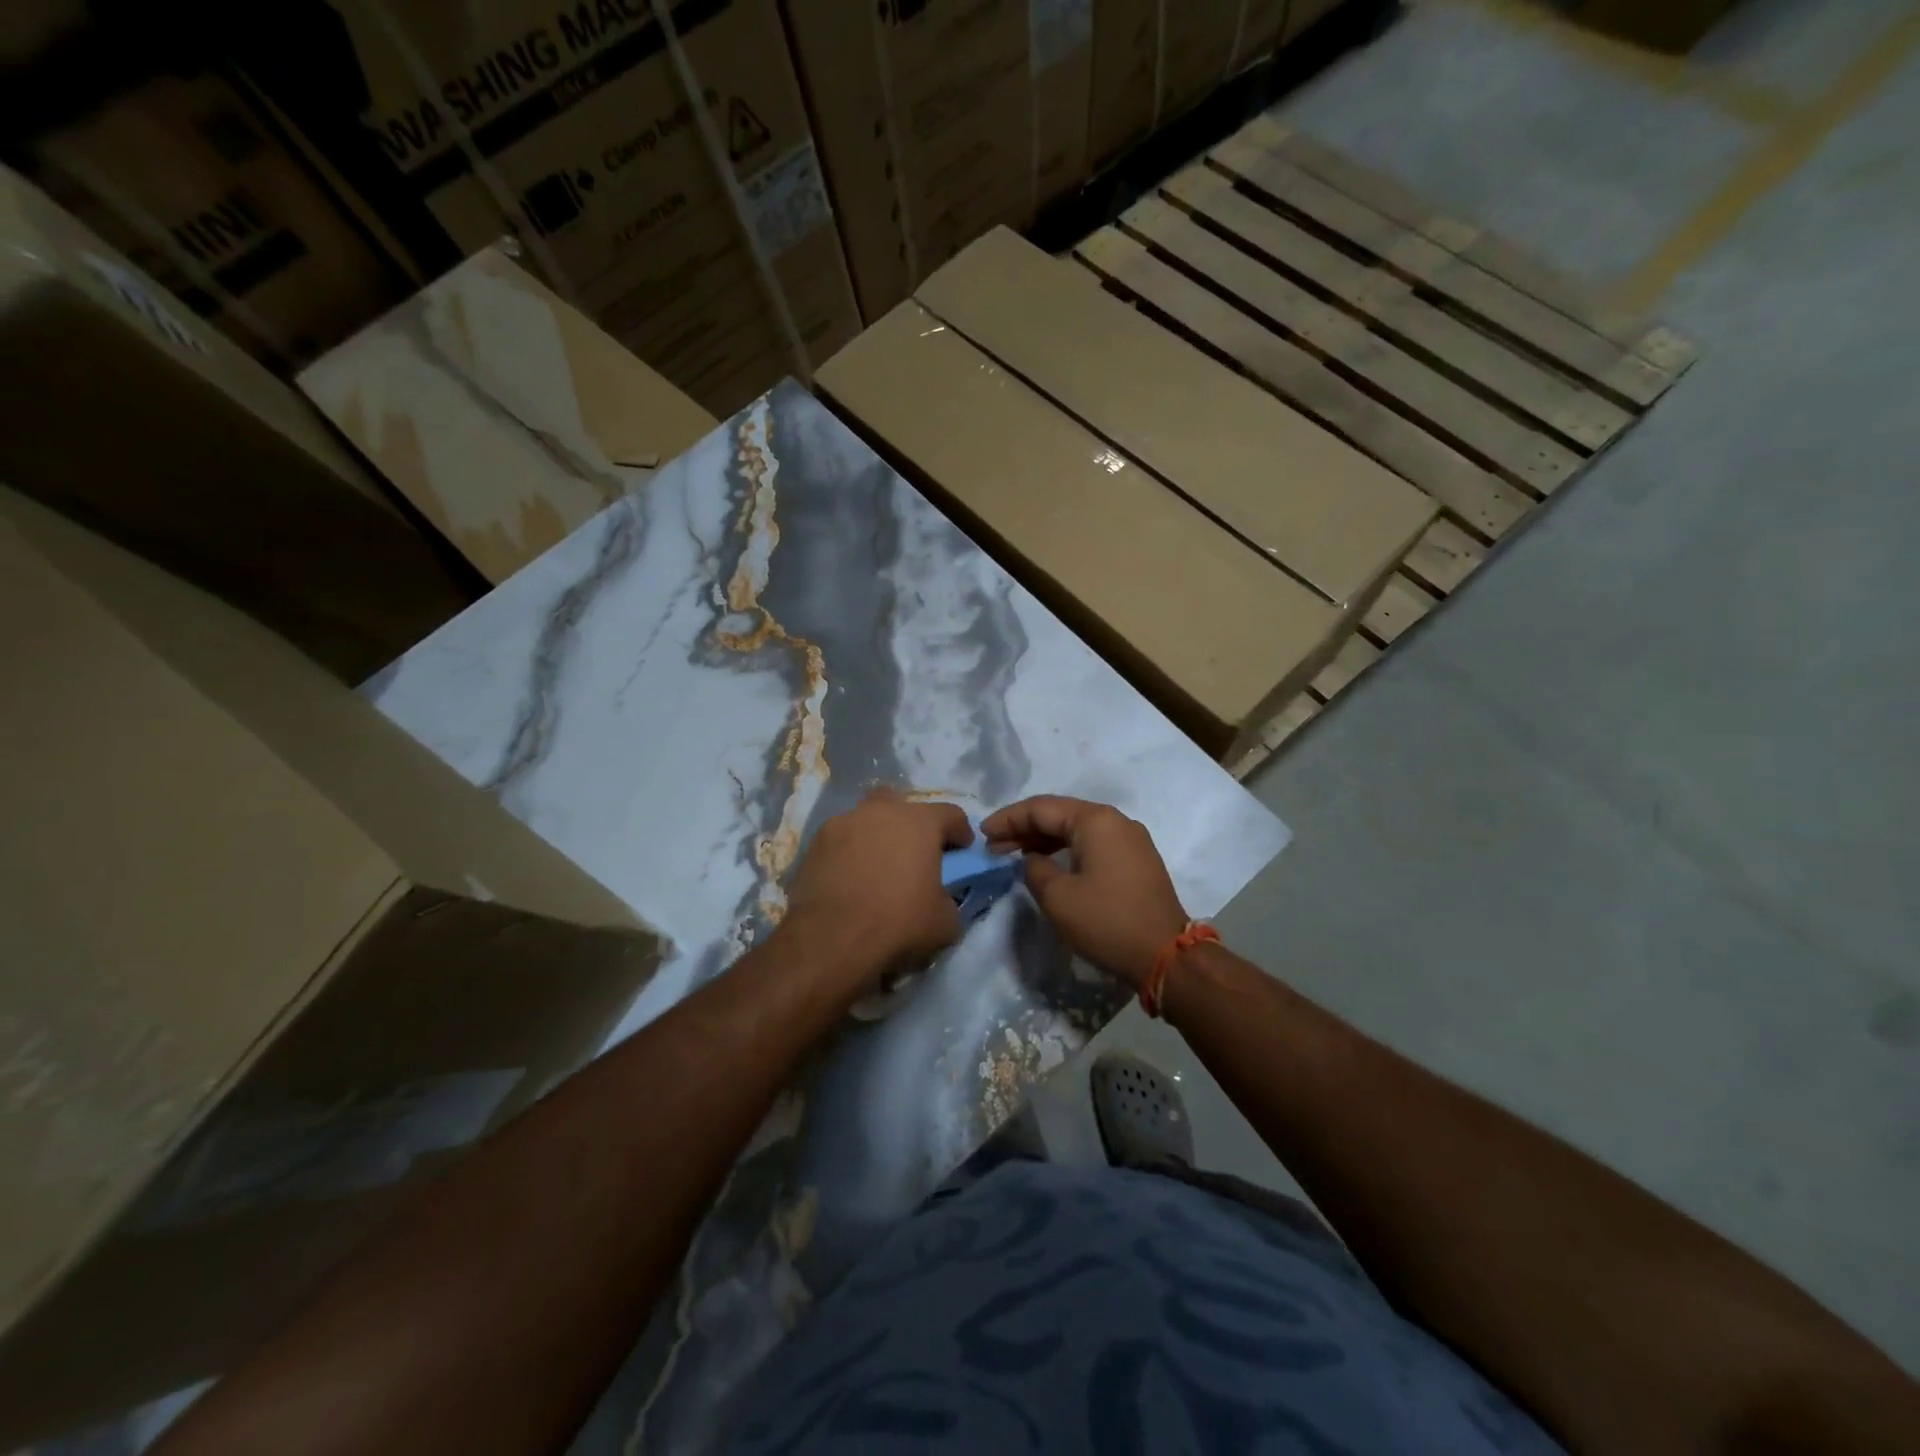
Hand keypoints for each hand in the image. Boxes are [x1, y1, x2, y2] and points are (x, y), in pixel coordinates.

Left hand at [783, 789, 973, 991]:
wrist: (830, 940)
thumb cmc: (898, 923)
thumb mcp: (945, 922)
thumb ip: (950, 899)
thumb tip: (942, 899)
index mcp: (919, 822)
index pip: (951, 814)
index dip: (960, 832)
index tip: (962, 851)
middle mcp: (881, 811)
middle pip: (903, 805)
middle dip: (912, 824)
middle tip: (914, 853)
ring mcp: (843, 823)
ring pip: (867, 819)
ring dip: (877, 835)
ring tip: (878, 866)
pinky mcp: (815, 843)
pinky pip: (841, 840)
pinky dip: (849, 853)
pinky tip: (850, 879)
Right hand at [982, 796, 1187, 987]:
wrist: (1166, 956)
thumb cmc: (1107, 921)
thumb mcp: (1057, 897)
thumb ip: (1035, 869)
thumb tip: (1034, 861)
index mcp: (1096, 820)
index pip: (1041, 808)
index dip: (1008, 819)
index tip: (982, 833)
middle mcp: (1115, 821)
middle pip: (1060, 814)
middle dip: (1024, 828)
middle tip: (994, 846)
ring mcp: (1130, 840)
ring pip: (1077, 830)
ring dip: (1044, 840)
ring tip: (1014, 855)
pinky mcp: (1137, 861)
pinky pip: (1093, 844)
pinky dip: (1066, 850)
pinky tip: (1048, 864)